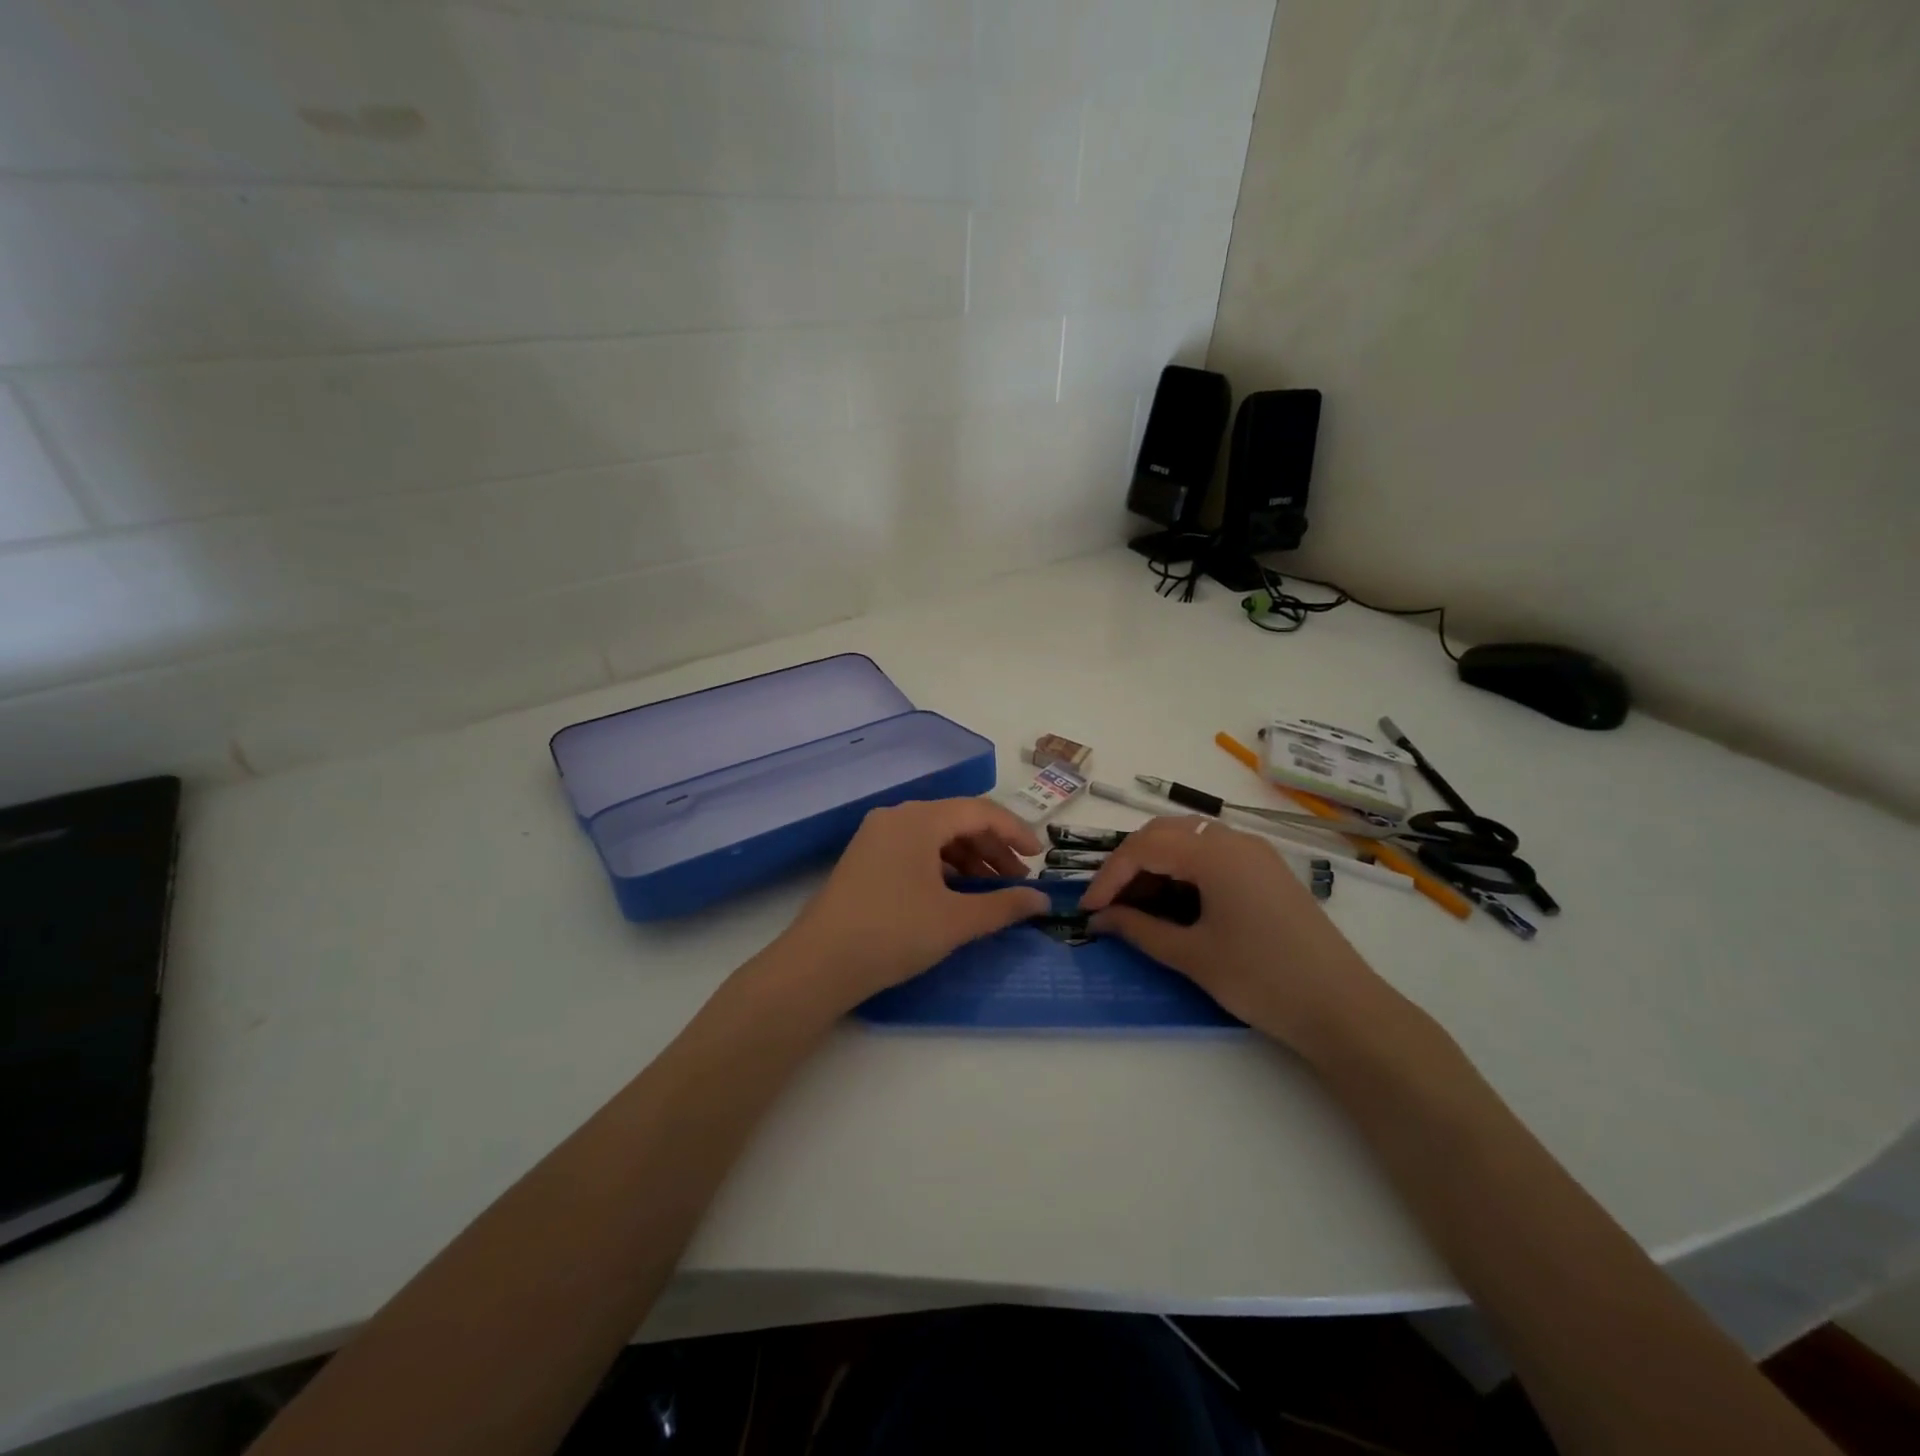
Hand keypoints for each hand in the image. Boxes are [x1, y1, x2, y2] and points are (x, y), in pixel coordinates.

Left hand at [780, 798, 1049, 1010]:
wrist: (819, 964)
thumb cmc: (894, 933)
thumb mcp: (956, 921)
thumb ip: (1004, 906)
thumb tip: (1042, 901)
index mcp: (919, 819)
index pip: (980, 811)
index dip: (1016, 832)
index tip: (1039, 859)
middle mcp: (896, 817)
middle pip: (958, 821)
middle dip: (993, 849)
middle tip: (1019, 881)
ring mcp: (876, 836)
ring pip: (936, 836)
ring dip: (969, 859)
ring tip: (992, 891)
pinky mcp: (865, 858)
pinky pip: (915, 849)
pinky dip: (942, 866)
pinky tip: (956, 893)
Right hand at [1079, 816, 1392, 1056]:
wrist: (1343, 1009)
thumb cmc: (1262, 979)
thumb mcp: (1193, 955)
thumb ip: (1140, 930)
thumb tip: (1101, 918)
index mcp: (1215, 853)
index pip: (1144, 848)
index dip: (1109, 876)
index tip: (1089, 909)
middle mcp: (1235, 840)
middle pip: (1165, 832)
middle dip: (1129, 863)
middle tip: (1109, 901)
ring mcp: (1255, 854)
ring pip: (1189, 840)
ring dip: (1156, 864)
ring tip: (1137, 904)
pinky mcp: (1267, 871)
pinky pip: (1213, 854)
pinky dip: (1183, 869)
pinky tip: (1175, 901)